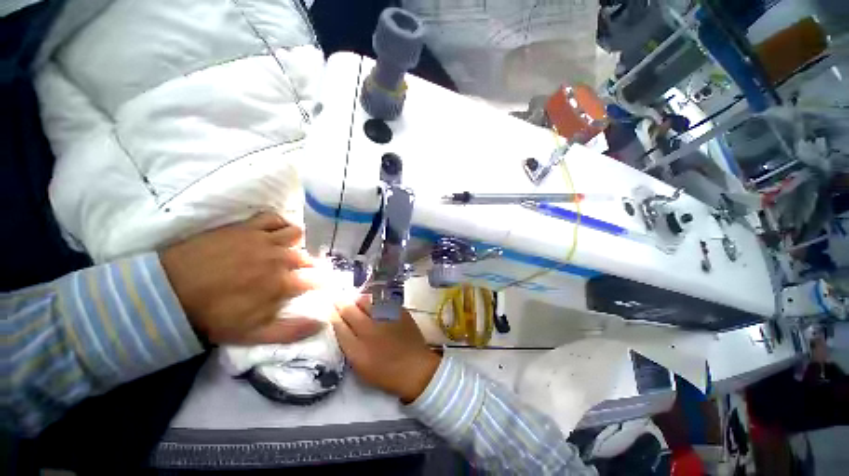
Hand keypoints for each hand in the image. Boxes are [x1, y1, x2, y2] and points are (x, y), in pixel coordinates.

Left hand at [161, 212, 322, 344]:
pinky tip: (274, 233)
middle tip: (297, 274)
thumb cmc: (213, 316)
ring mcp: (264, 239)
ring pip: (296, 234)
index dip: (321, 284)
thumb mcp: (253, 334)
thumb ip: (291, 331)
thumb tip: (322, 324)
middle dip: (308, 267)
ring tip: (285, 252)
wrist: (171, 291)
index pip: (317, 280)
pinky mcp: (247, 227)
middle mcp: (280, 258)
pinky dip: (279, 224)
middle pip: (308, 258)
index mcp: (284, 283)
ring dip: (296, 244)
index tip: (319, 287)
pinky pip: (274, 218)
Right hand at [333, 295, 440, 402]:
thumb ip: (349, 345)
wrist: (415, 367)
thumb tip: (341, 326)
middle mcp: (370, 330)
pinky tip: (375, 302)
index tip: (329, 309)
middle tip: (338, 299)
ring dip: (358, 299)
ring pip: (366, 300)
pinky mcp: (399, 311)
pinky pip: (382, 300)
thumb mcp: (360, 366)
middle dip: (341, 302)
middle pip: (350, 309)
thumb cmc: (385, 372)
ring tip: (357, 300)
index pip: (338, 325)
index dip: (332, 315)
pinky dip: (375, 300)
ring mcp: (385, 318)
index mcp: (357, 349)